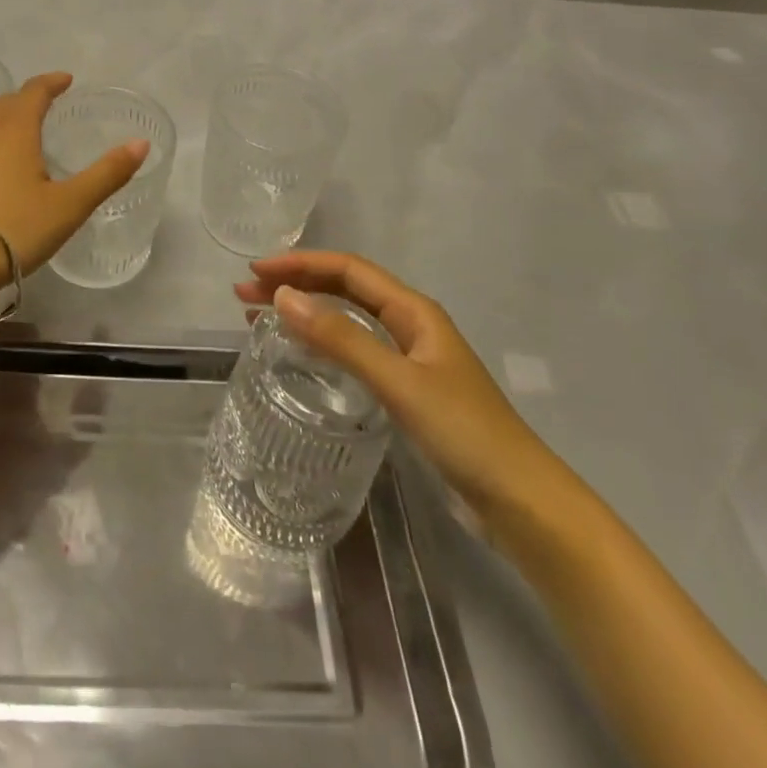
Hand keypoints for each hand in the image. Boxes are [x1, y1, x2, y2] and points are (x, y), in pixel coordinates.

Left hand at [0, 71, 147, 276]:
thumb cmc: (12, 228)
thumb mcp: (69, 205)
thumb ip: (106, 174)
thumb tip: (140, 144)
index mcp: (14, 131)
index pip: (33, 92)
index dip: (51, 82)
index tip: (65, 80)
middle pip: (4, 105)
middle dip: (26, 100)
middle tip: (44, 106)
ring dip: (3, 126)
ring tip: (21, 142)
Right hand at [234, 251, 573, 537]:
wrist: (522, 502)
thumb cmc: (464, 433)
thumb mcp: (399, 382)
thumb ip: (341, 340)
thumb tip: (283, 297)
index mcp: (413, 311)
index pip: (348, 270)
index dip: (301, 265)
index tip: (256, 273)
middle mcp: (409, 326)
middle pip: (344, 290)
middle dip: (295, 285)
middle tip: (244, 296)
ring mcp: (409, 359)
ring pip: (347, 320)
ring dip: (304, 313)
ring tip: (258, 319)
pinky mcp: (406, 391)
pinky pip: (354, 351)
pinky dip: (321, 343)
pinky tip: (301, 355)